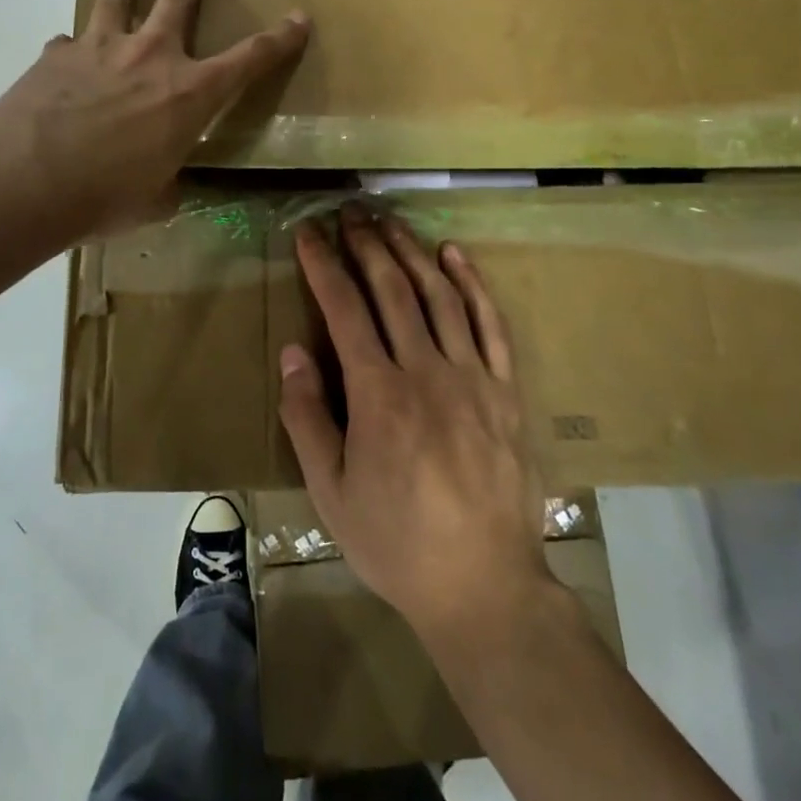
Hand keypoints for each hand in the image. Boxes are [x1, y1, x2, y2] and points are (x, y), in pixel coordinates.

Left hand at [0, 0, 309, 238]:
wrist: (24, 181)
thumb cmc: (103, 198)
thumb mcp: (153, 202)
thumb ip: (168, 186)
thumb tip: (168, 187)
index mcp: (189, 95)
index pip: (250, 59)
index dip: (279, 39)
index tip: (298, 18)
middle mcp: (151, 57)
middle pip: (178, 2)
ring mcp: (100, 48)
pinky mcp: (56, 54)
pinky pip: (68, 41)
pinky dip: (72, 47)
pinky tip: (65, 56)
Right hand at [277, 207, 556, 643]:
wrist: (484, 587)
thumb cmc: (396, 542)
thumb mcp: (331, 492)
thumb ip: (308, 417)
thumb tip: (294, 352)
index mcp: (379, 395)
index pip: (344, 310)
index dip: (324, 265)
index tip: (309, 233)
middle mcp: (426, 371)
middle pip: (392, 290)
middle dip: (366, 245)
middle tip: (349, 214)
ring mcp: (473, 377)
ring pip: (439, 296)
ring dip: (411, 252)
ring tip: (389, 222)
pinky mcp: (507, 390)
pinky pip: (490, 324)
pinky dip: (472, 284)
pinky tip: (454, 255)